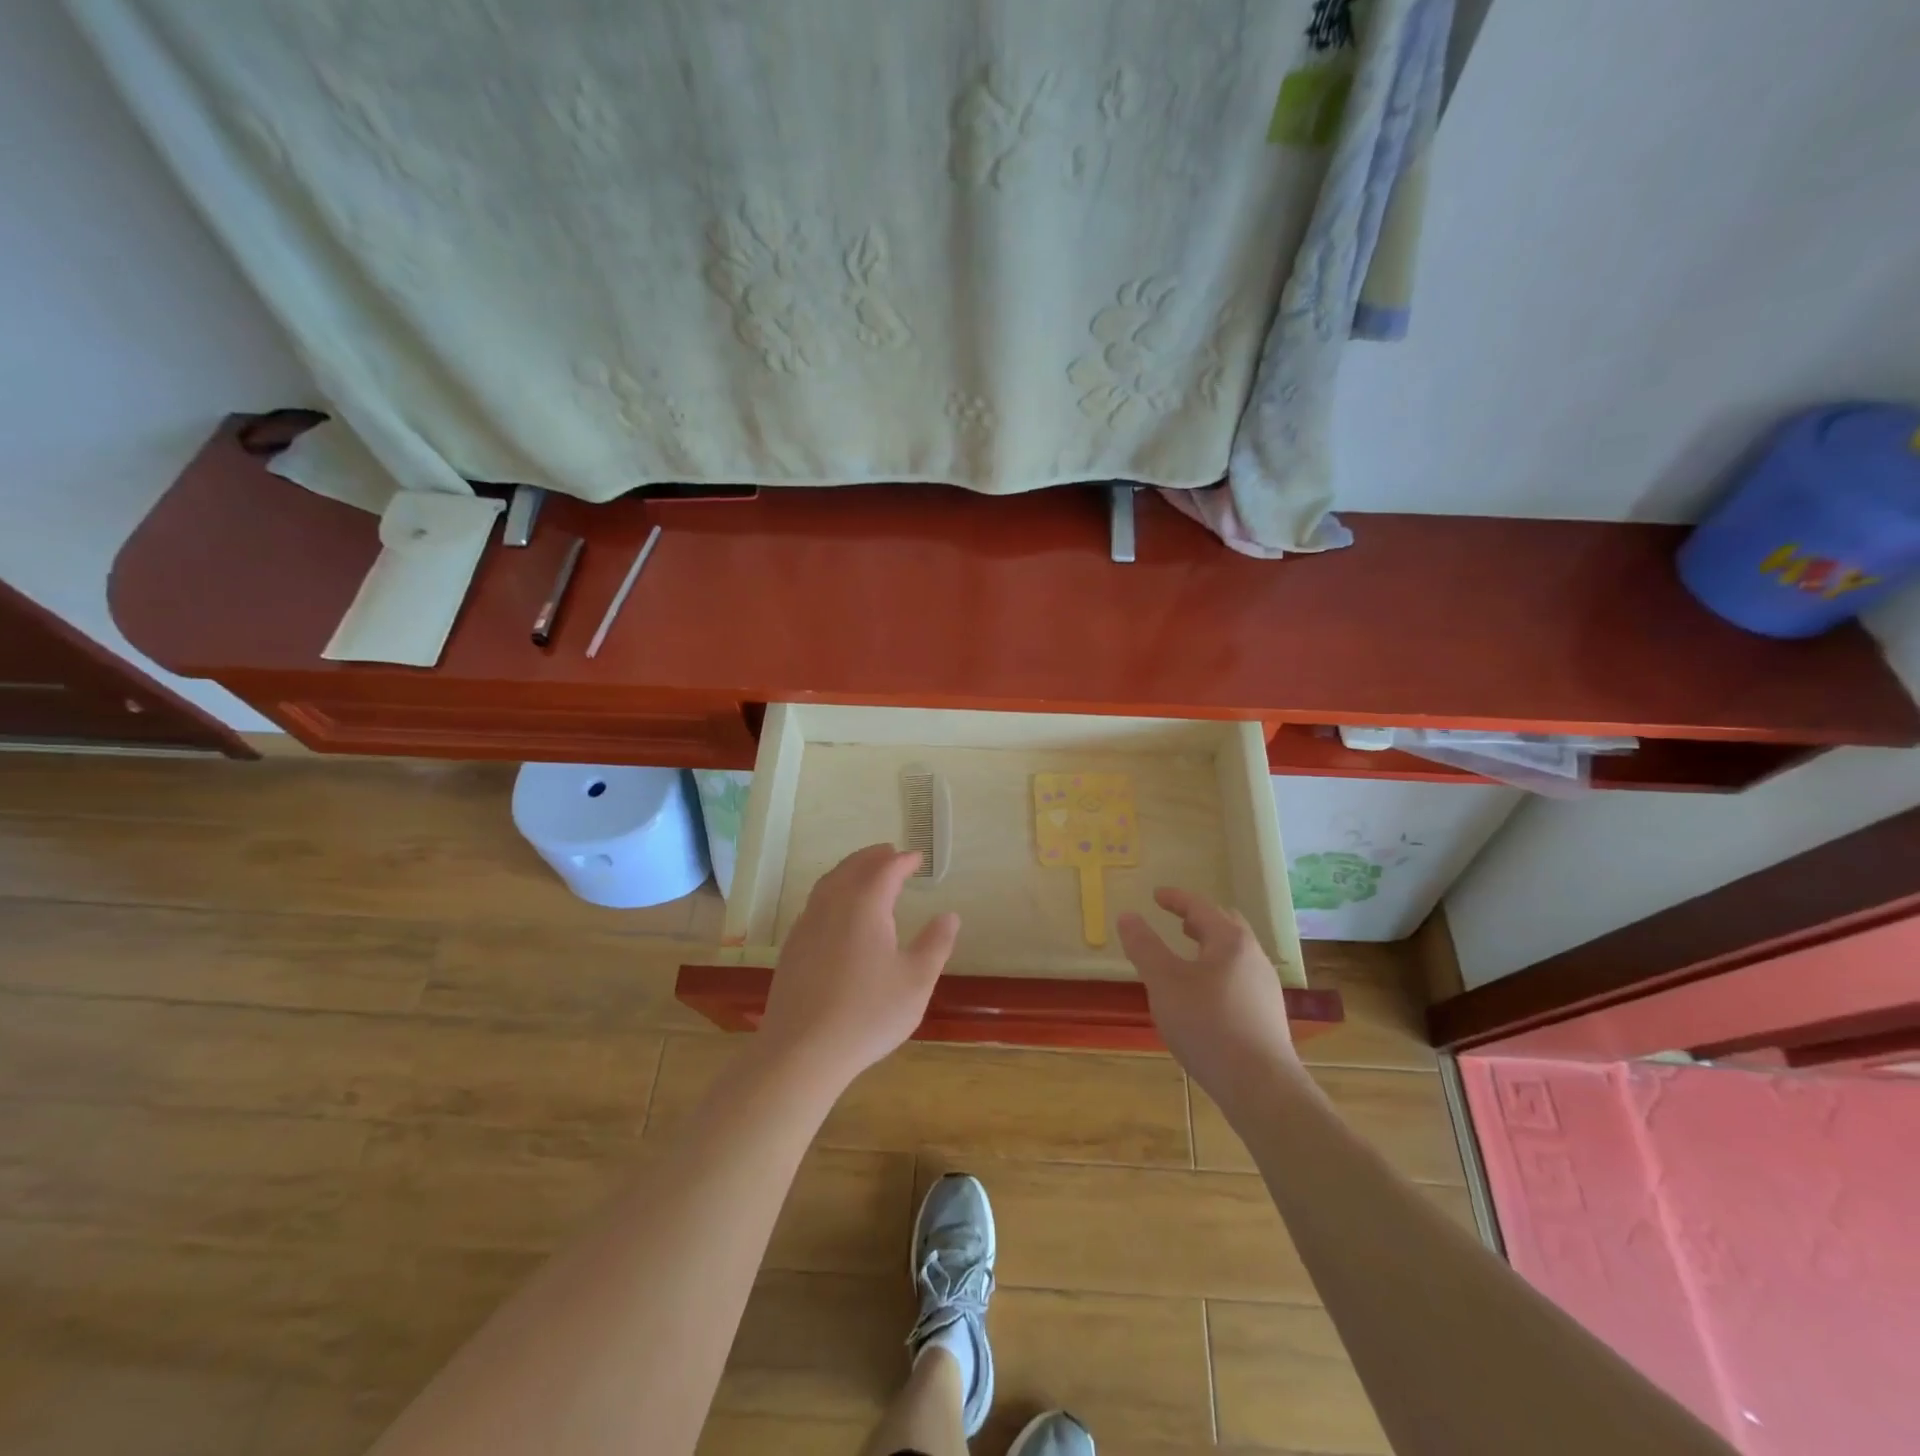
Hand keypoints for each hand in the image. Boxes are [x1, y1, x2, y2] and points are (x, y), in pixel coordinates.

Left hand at [757, 844, 960, 1089]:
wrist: (802, 1051)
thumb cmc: (868, 1014)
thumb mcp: (916, 981)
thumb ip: (935, 944)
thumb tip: (949, 916)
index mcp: (865, 905)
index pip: (886, 870)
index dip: (903, 861)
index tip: (917, 859)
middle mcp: (833, 905)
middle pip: (853, 868)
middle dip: (873, 857)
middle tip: (891, 853)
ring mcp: (807, 925)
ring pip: (829, 882)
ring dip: (850, 870)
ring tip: (865, 872)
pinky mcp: (792, 947)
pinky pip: (815, 902)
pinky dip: (832, 891)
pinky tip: (837, 911)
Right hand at [1117, 888, 1300, 1113]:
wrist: (1260, 1086)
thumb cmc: (1207, 1024)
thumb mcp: (1164, 982)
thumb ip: (1144, 947)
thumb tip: (1128, 916)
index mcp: (1230, 941)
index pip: (1201, 907)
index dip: (1176, 899)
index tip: (1156, 895)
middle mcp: (1253, 957)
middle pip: (1227, 926)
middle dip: (1200, 920)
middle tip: (1178, 922)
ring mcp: (1265, 988)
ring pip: (1235, 955)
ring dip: (1210, 947)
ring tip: (1188, 959)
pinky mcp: (1267, 1016)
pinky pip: (1239, 979)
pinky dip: (1218, 972)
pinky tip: (1203, 997)